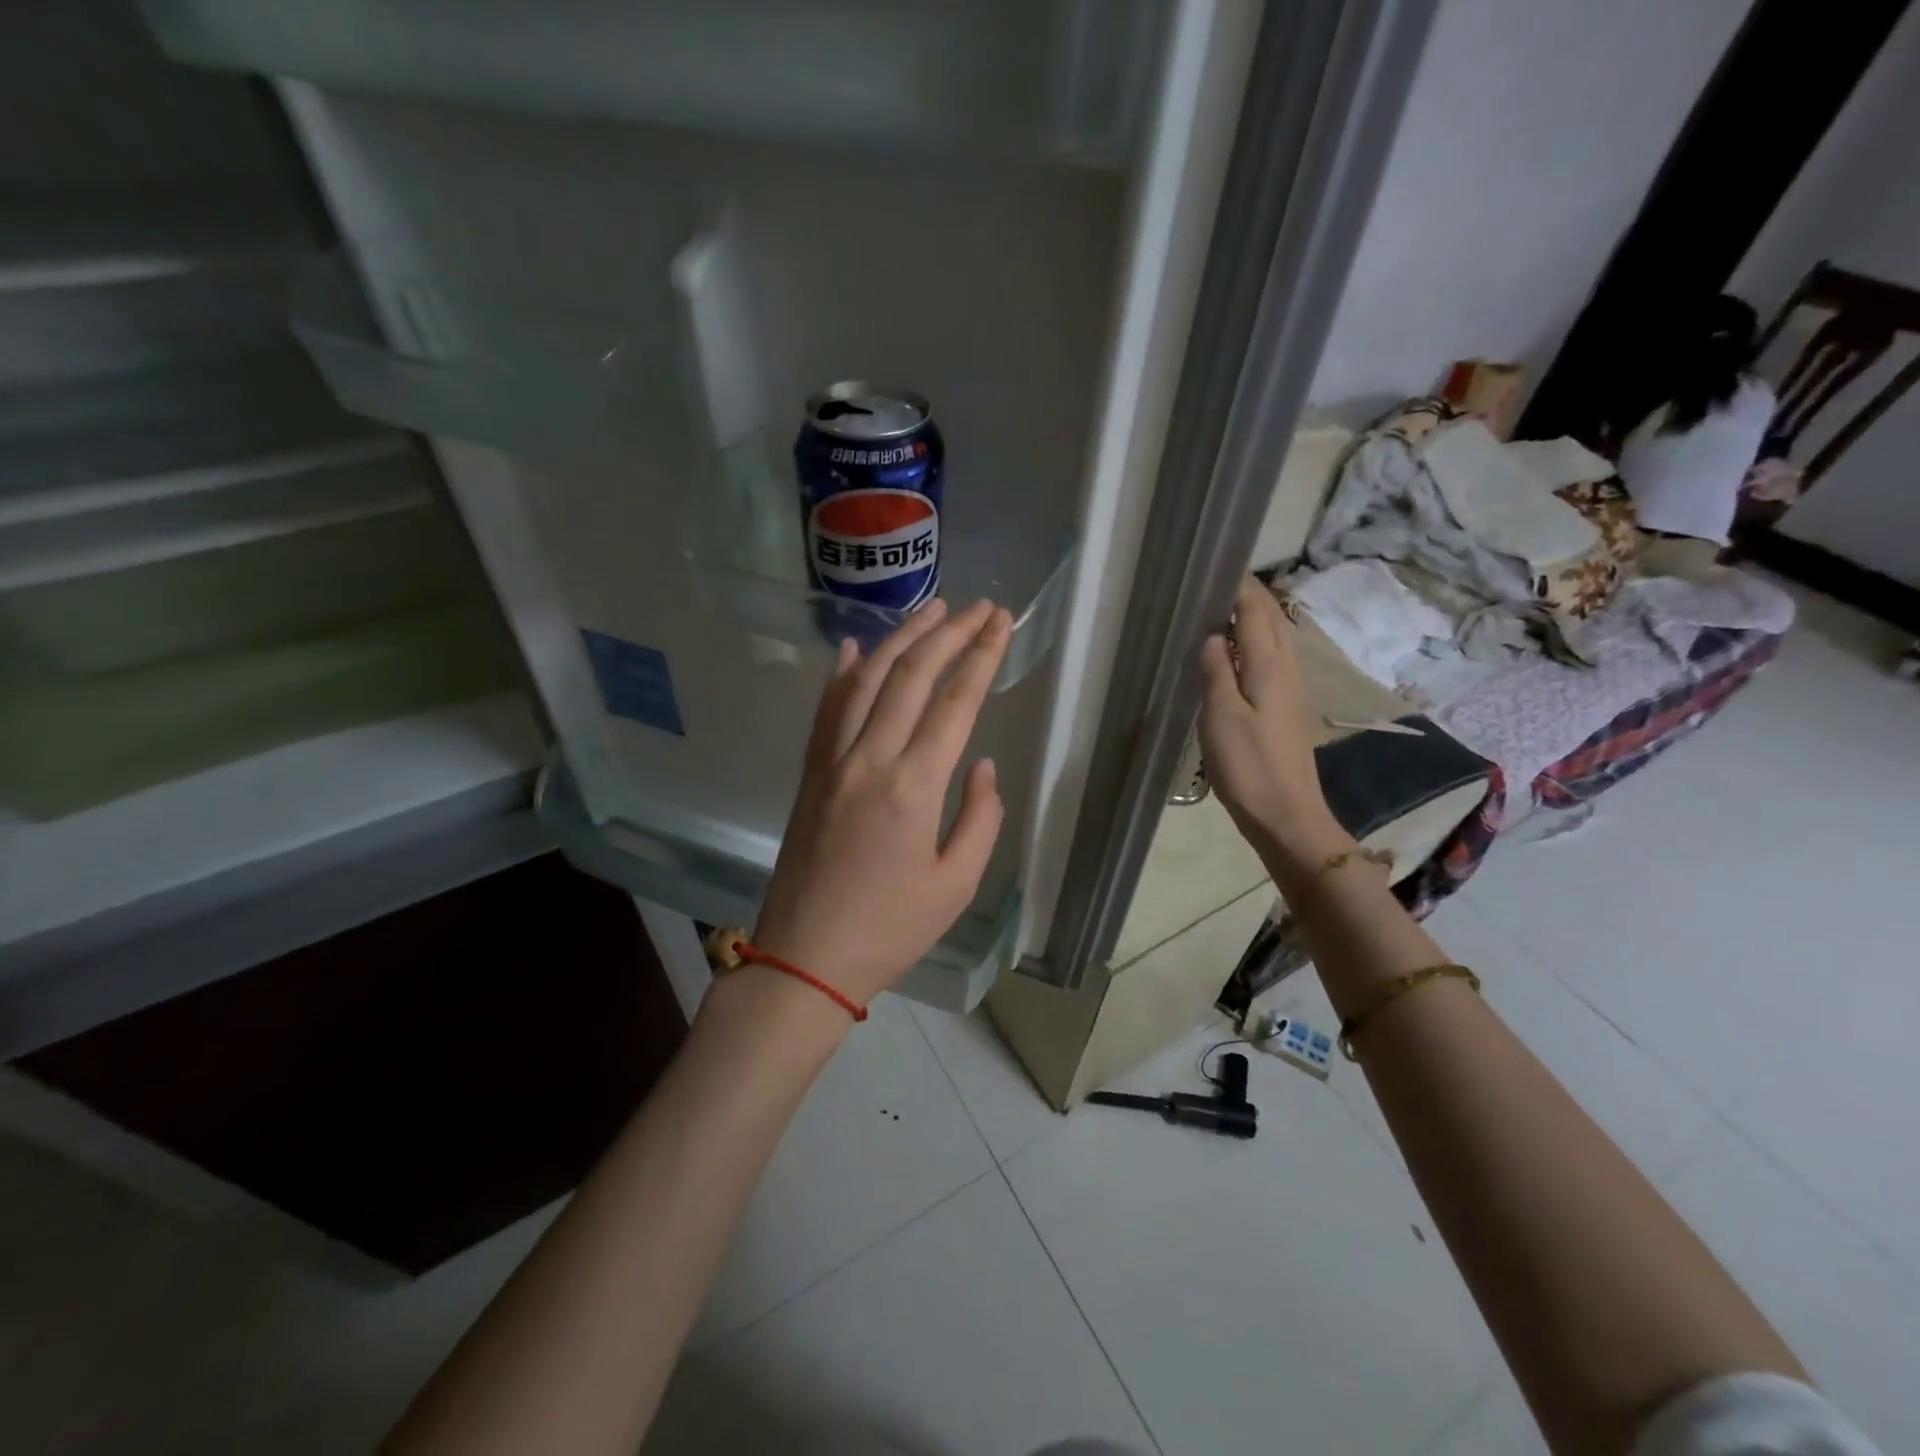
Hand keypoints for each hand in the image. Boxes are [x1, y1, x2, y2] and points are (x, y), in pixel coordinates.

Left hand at [750, 598, 1012, 1009]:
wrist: (804, 958)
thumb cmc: (890, 930)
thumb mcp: (956, 885)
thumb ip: (980, 817)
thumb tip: (981, 763)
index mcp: (913, 787)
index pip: (955, 702)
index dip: (982, 656)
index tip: (1002, 622)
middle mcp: (869, 759)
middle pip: (912, 676)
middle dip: (950, 633)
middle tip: (980, 606)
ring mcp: (832, 761)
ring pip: (867, 680)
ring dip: (901, 638)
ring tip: (931, 608)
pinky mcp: (810, 772)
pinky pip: (827, 709)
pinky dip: (844, 673)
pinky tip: (857, 648)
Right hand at [1198, 577, 1353, 874]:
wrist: (1287, 816)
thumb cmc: (1250, 766)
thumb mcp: (1222, 717)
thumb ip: (1217, 671)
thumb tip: (1214, 635)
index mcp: (1270, 665)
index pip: (1259, 610)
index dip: (1240, 586)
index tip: (1214, 567)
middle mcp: (1286, 670)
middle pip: (1271, 620)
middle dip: (1246, 597)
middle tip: (1211, 586)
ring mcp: (1289, 690)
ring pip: (1273, 641)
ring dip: (1250, 621)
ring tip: (1216, 614)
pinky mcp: (1285, 709)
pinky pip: (1269, 662)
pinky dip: (1251, 646)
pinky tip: (1230, 658)